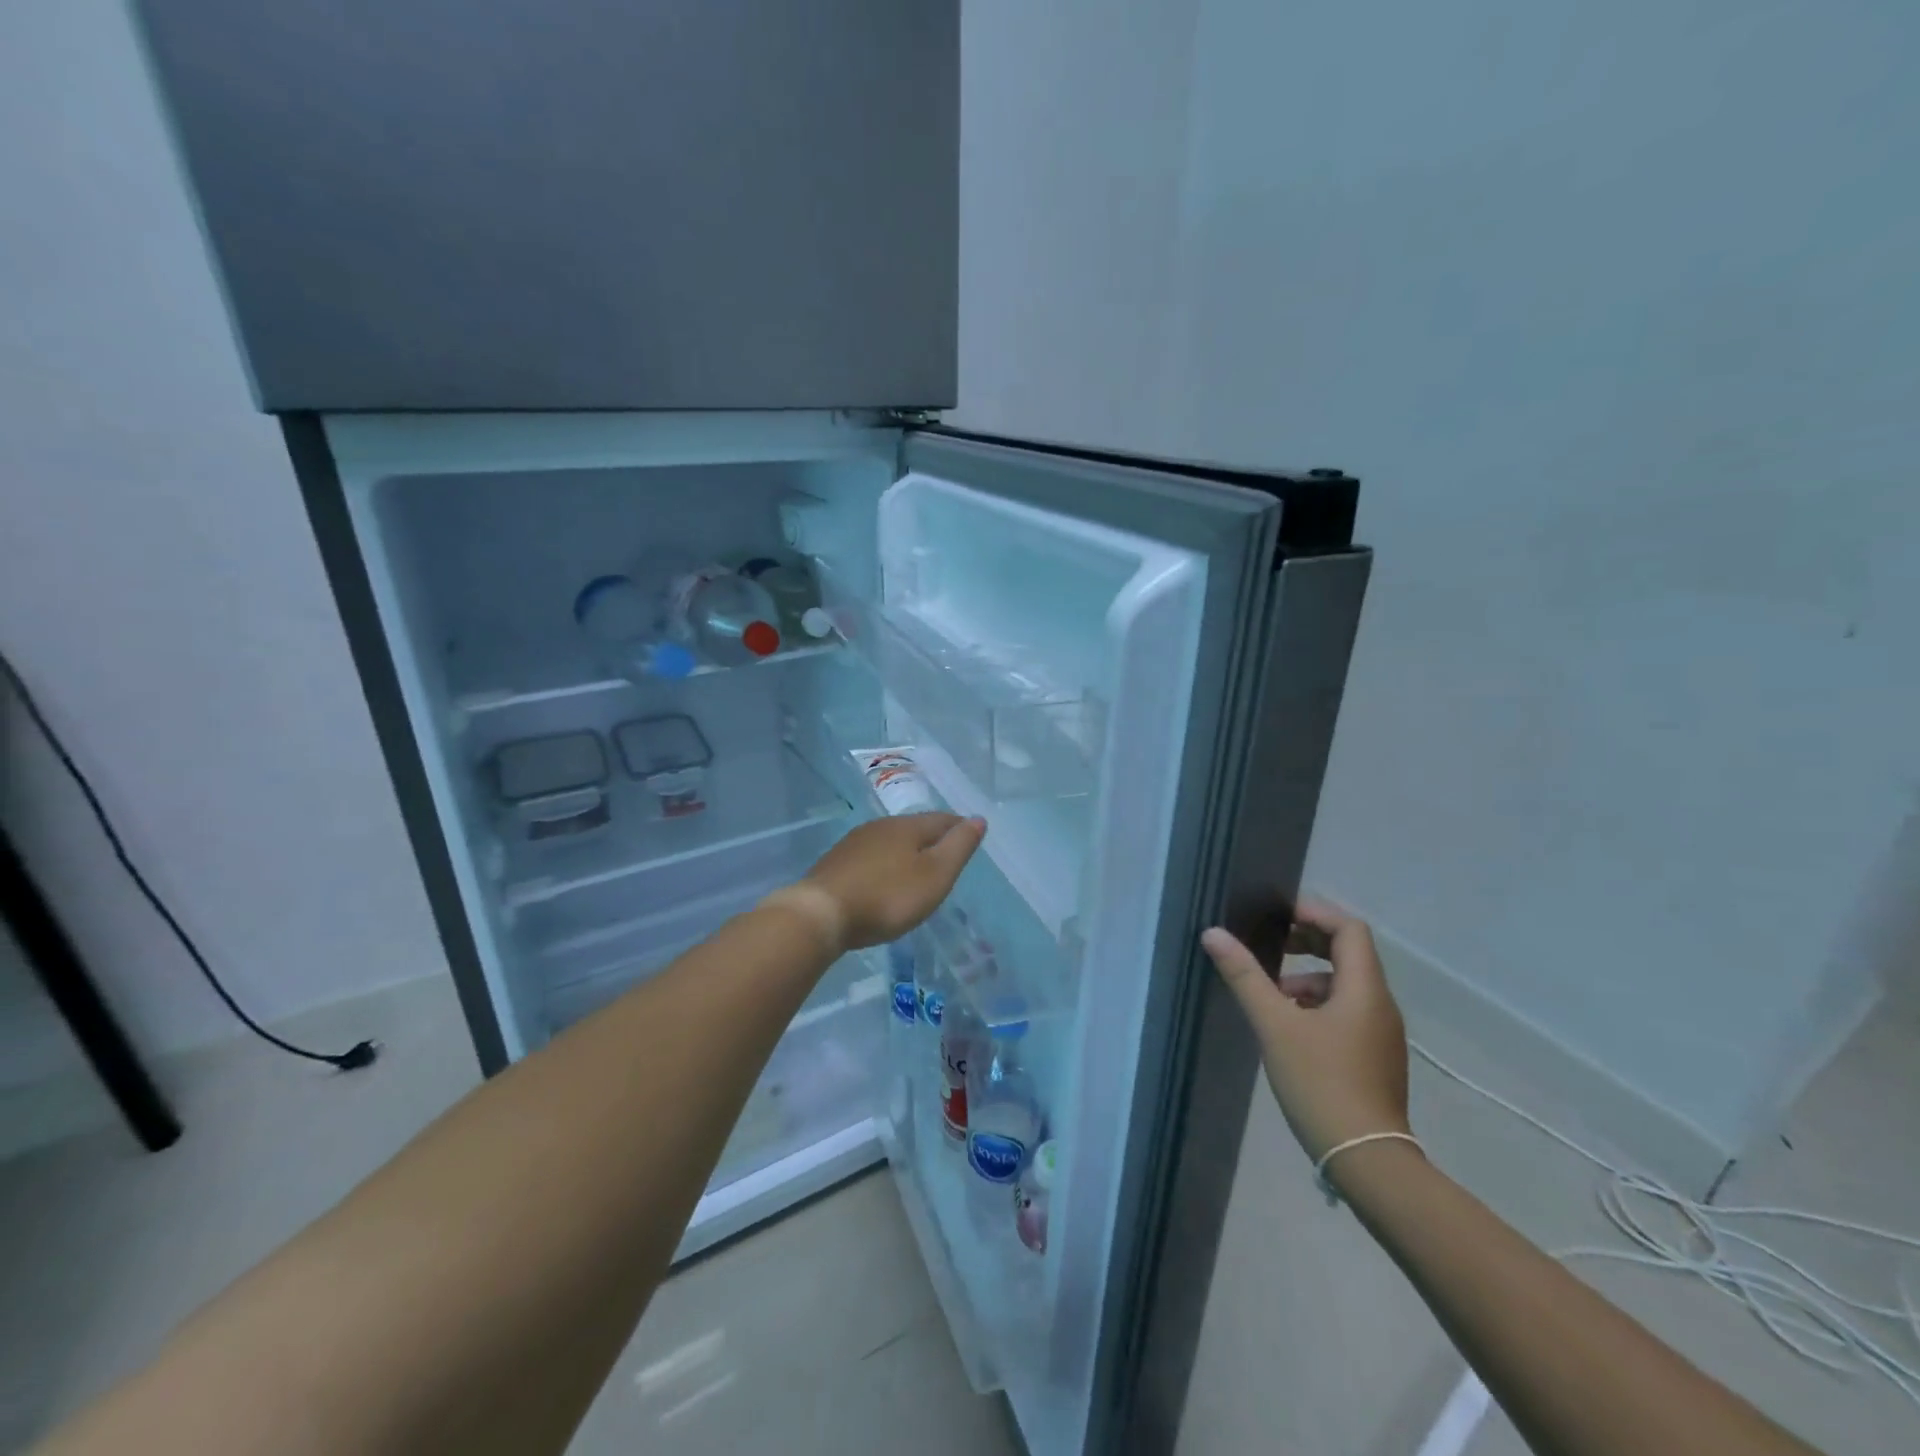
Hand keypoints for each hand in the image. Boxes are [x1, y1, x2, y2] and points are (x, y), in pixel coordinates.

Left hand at [798, 813, 985, 950]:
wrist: (821, 913)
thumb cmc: (887, 896)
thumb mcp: (935, 875)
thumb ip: (958, 847)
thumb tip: (978, 818)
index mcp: (907, 826)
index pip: (942, 819)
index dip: (959, 828)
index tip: (970, 837)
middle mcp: (880, 826)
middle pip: (915, 828)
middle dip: (932, 838)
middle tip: (946, 855)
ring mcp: (854, 843)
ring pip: (890, 841)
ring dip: (906, 851)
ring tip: (917, 869)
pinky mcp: (836, 863)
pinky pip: (870, 857)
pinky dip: (884, 865)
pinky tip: (883, 880)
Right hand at [1201, 898, 1409, 1160]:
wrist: (1366, 1160)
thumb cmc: (1321, 1082)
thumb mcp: (1274, 1025)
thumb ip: (1245, 976)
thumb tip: (1213, 934)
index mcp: (1364, 989)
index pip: (1349, 928)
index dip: (1314, 913)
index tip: (1278, 915)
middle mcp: (1380, 1004)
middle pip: (1349, 953)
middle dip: (1308, 942)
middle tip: (1269, 945)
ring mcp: (1380, 1033)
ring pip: (1346, 984)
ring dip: (1309, 977)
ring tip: (1271, 993)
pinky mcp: (1375, 1057)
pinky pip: (1347, 1011)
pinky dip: (1318, 1004)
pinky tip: (1289, 1026)